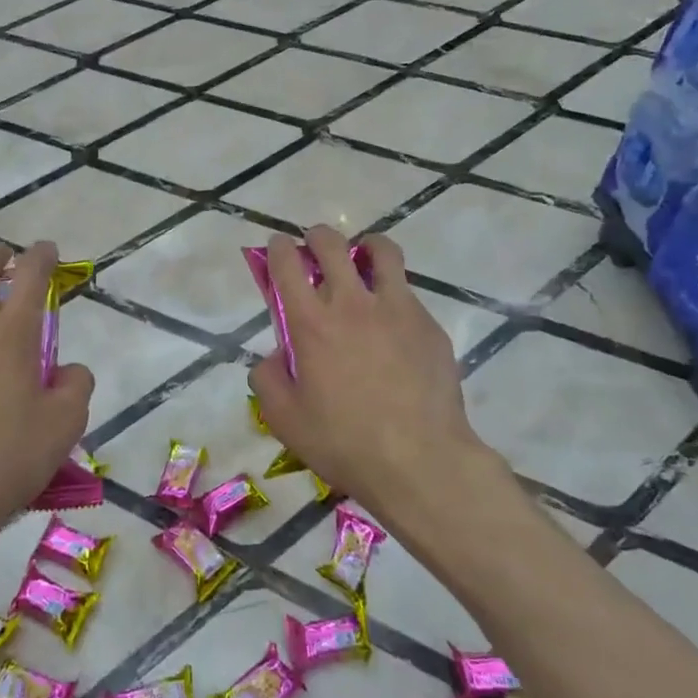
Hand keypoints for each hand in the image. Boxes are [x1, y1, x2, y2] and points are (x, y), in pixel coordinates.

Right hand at [247, 228, 484, 531]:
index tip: (278, 248)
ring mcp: (397, 309)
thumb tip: (277, 355)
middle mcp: (352, 303)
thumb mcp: (284, 419)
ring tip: (363, 260)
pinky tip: (393, 326)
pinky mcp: (429, 324)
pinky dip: (393, 295)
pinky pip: (408, 294)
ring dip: (365, 247)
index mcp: (311, 322)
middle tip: (316, 250)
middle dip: (317, 236)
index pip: (287, 263)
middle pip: (332, 243)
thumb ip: (268, 378)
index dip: (278, 248)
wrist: (420, 461)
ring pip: (382, 252)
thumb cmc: (344, 443)